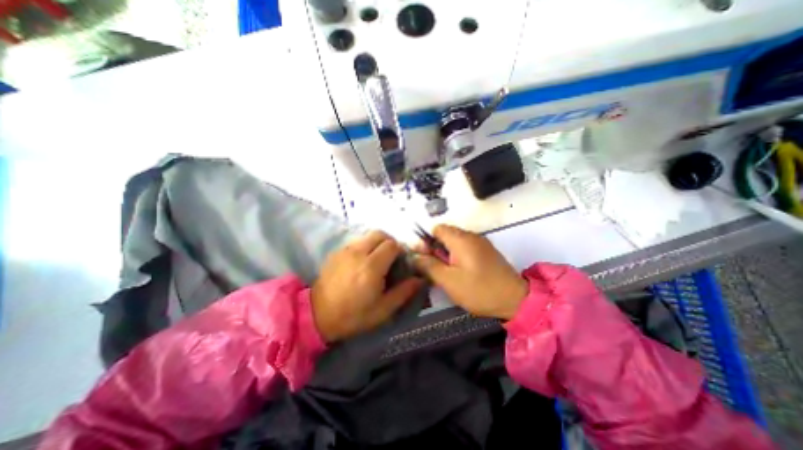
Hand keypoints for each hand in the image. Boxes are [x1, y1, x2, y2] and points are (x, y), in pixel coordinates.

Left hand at [310, 232, 422, 341]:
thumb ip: (404, 292)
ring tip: (377, 259)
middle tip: (391, 258)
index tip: (400, 262)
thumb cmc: (353, 316)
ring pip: (368, 235)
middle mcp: (358, 253)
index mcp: (371, 267)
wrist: (317, 315)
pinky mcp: (337, 251)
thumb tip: (420, 279)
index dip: (400, 251)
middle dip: (390, 242)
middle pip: (380, 234)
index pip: (392, 245)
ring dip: (377, 243)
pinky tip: (363, 261)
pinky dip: (365, 246)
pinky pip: (357, 241)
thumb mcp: (383, 310)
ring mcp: (345, 250)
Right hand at [414, 225, 527, 319]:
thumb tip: (414, 255)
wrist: (515, 300)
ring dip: (445, 254)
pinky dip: (457, 256)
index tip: (423, 257)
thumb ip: (429, 266)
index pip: (436, 228)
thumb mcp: (448, 280)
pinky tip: (458, 272)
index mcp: (460, 239)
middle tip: (433, 268)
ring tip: (444, 273)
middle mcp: (471, 236)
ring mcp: (480, 243)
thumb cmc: (479, 290)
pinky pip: (465, 248)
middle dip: (435, 249)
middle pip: (445, 234)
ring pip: (454, 242)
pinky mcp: (486, 252)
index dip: (425, 240)